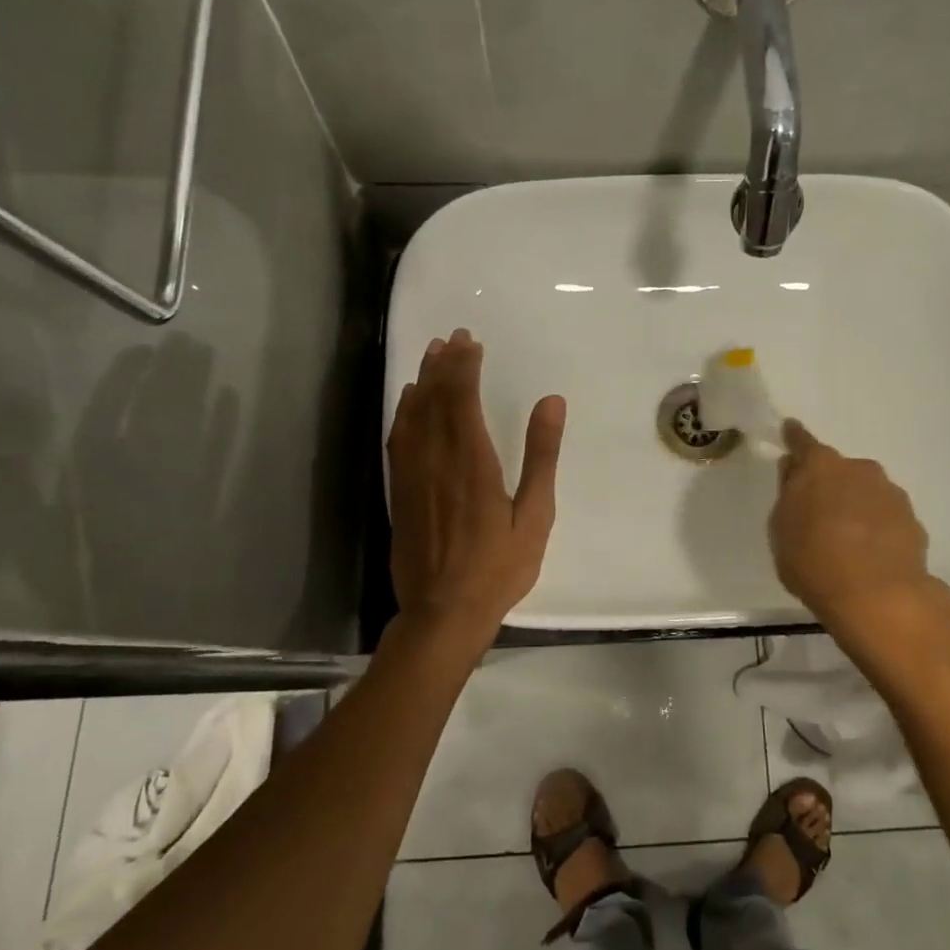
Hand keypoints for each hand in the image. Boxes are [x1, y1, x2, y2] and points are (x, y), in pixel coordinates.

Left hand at [387, 330, 564, 647]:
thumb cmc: (499, 568)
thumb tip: (551, 402)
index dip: (465, 367)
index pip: (463, 399)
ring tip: (432, 355)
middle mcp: (437, 460)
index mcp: (472, 463)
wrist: (443, 612)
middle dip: (444, 365)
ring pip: (413, 415)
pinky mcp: (400, 493)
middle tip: (453, 337)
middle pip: (435, 400)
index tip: (471, 342)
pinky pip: (399, 440)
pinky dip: (404, 413)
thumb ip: (542, 457)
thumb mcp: (535, 515)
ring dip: (423, 382)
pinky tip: (410, 402)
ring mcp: (412, 476)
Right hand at [768, 420, 948, 645]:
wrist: (878, 596)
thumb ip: (788, 495)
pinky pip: (885, 517)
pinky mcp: (913, 521)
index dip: (794, 438)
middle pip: (838, 470)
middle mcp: (860, 469)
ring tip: (845, 539)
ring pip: (866, 492)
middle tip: (816, 512)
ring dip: (855, 506)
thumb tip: (795, 473)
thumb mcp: (781, 530)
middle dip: (829, 483)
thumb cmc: (814, 560)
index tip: (790, 430)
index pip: (802, 442)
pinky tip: (870, 555)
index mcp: (821, 466)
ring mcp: (891, 493)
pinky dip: (876, 528)